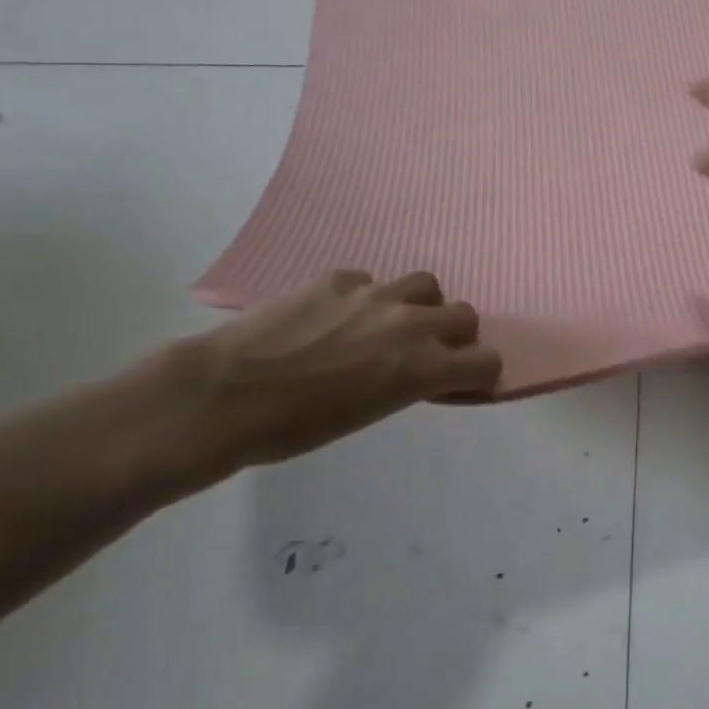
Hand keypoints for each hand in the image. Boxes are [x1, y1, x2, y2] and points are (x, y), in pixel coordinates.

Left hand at [169, 270, 500, 474]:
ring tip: (387, 325)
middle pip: (465, 315)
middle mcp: (410, 323)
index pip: (487, 361)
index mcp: (423, 367)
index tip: (459, 382)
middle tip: (424, 353)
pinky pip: (371, 281)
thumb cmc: (295, 429)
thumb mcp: (371, 413)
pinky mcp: (338, 278)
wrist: (221, 396)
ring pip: (425, 285)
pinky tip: (334, 318)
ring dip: (418, 305)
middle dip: (454, 335)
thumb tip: (418, 371)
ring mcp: (374, 294)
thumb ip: (409, 383)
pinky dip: (365, 299)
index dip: (478, 373)